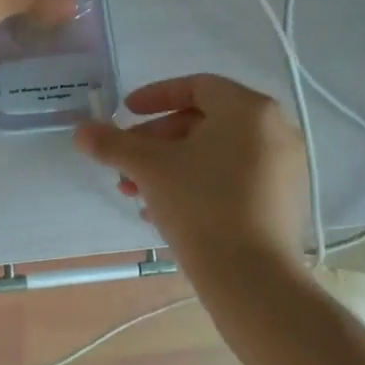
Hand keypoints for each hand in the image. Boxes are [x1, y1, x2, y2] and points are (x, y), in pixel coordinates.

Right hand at [74, 74, 312, 262]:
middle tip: (126, 161)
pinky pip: (233, 178)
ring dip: (171, 166)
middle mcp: (274, 130)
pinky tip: (164, 212)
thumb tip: (80, 130)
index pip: (196, 86)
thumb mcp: (149, 168)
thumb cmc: (202, 205)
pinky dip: (197, 184)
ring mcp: (284, 168)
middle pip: (204, 121)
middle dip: (156, 140)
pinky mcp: (283, 202)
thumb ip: (112, 144)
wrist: (253, 279)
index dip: (155, 96)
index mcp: (249, 109)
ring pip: (215, 154)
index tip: (125, 113)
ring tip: (136, 193)